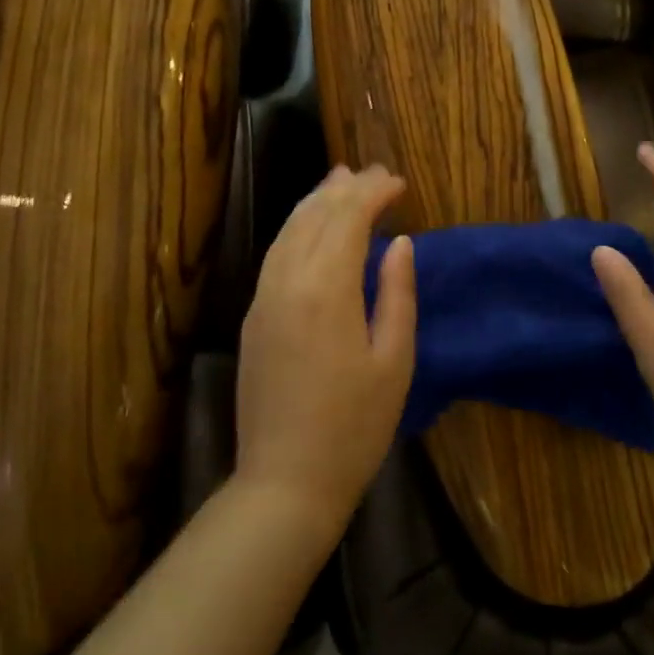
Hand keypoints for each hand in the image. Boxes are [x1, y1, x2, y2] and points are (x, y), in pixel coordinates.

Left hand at [236, 165, 416, 536]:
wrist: (285, 482)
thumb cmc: (354, 427)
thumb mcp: (394, 361)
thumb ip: (397, 294)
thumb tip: (400, 244)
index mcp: (327, 289)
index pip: (348, 218)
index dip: (373, 193)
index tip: (398, 182)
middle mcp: (288, 282)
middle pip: (315, 215)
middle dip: (346, 187)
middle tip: (375, 172)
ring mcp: (264, 298)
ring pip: (288, 230)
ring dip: (316, 200)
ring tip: (340, 179)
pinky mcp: (253, 317)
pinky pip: (275, 253)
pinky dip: (296, 227)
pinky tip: (310, 226)